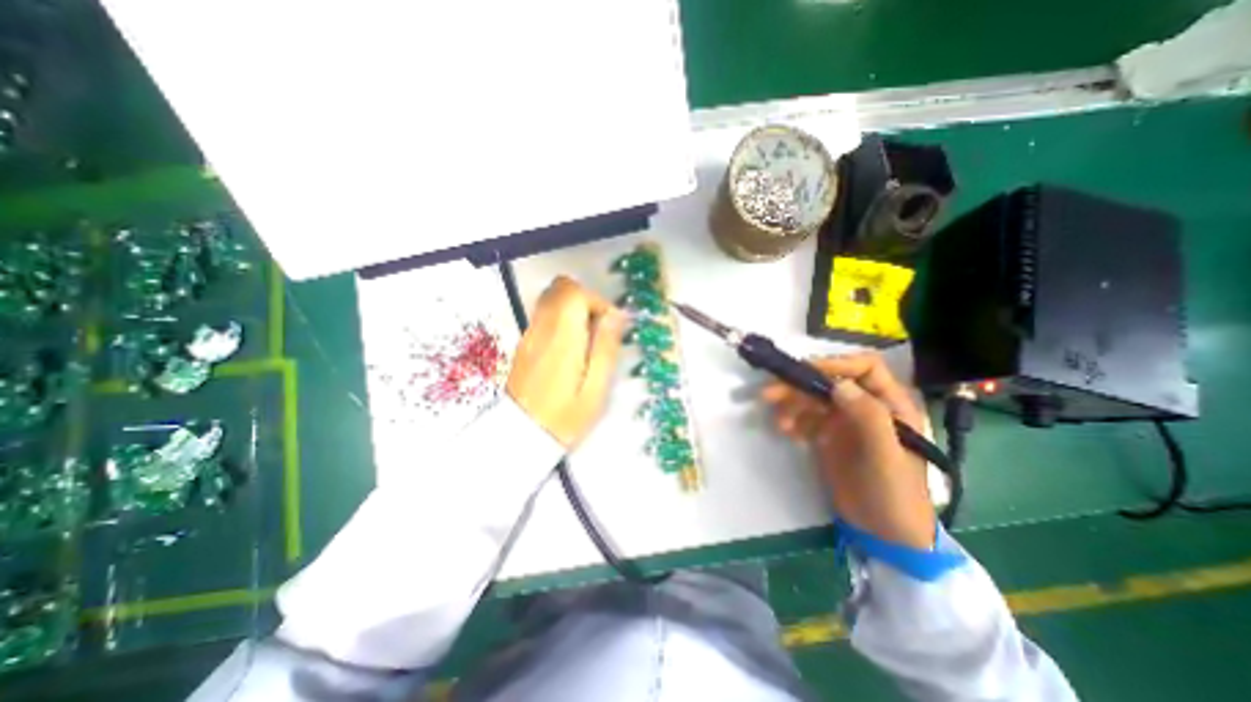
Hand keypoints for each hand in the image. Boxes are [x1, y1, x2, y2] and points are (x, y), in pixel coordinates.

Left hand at [504, 275, 626, 446]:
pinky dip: (561, 321)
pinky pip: (544, 316)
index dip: (597, 301)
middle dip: (585, 301)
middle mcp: (542, 328)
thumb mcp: (596, 386)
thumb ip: (606, 346)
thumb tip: (616, 315)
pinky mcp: (524, 343)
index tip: (609, 326)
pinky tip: (569, 350)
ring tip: (585, 341)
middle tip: (598, 330)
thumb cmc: (566, 416)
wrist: (522, 436)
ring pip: (551, 300)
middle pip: (560, 289)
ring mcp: (529, 334)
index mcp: (562, 336)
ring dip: (573, 310)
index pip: (574, 292)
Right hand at [756, 354, 931, 550]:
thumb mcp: (886, 456)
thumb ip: (869, 418)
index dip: (836, 364)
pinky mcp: (828, 436)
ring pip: (814, 399)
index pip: (865, 368)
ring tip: (779, 422)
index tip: (806, 371)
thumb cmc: (895, 493)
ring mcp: (845, 422)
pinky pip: (806, 418)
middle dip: (800, 385)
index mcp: (890, 404)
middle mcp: (866, 407)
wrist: (885, 534)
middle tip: (770, 393)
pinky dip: (793, 420)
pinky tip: (785, 432)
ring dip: (792, 404)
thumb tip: (838, 384)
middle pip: (830, 382)